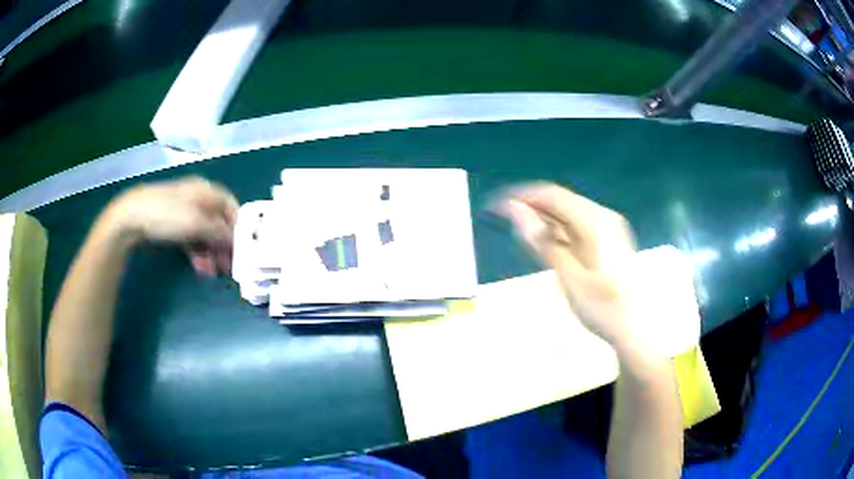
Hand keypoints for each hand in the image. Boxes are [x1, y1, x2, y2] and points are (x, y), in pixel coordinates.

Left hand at [103, 177, 238, 275]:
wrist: (132, 219)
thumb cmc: (167, 215)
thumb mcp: (197, 223)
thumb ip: (220, 232)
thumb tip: (237, 241)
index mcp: (206, 191)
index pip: (231, 207)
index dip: (239, 226)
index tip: (243, 248)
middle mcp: (198, 200)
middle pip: (218, 223)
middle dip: (224, 245)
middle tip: (229, 267)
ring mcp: (185, 213)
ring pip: (205, 235)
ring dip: (211, 254)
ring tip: (213, 273)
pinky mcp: (174, 226)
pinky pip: (192, 240)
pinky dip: (198, 254)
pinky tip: (201, 268)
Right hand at [499, 183, 636, 349]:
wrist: (637, 329)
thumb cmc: (604, 309)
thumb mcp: (570, 278)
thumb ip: (543, 242)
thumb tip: (515, 211)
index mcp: (595, 222)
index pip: (552, 195)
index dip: (522, 196)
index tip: (495, 206)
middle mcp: (603, 217)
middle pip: (560, 200)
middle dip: (530, 205)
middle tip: (500, 219)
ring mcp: (608, 227)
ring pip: (567, 212)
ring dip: (542, 218)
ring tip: (517, 231)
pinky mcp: (607, 239)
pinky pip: (576, 225)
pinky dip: (557, 230)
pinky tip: (544, 242)